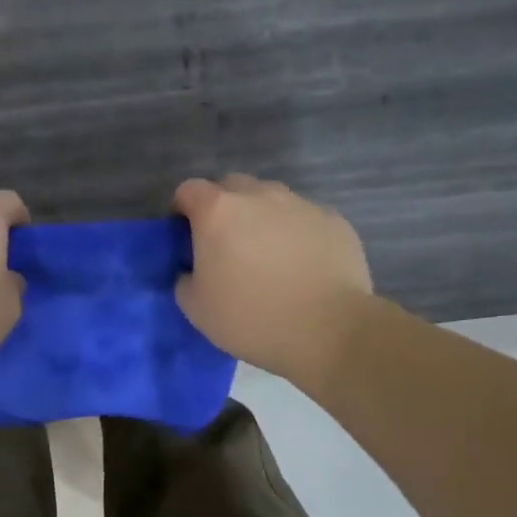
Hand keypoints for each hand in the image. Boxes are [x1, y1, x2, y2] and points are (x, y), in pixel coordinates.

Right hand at [173, 175, 371, 384]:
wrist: (329, 330)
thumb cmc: (251, 318)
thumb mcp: (196, 309)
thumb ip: (185, 279)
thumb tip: (193, 271)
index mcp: (218, 211)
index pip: (189, 190)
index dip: (182, 210)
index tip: (186, 236)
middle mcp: (259, 195)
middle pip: (232, 186)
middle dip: (223, 208)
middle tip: (226, 245)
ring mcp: (300, 204)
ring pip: (271, 199)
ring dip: (261, 218)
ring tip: (268, 256)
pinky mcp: (334, 220)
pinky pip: (304, 218)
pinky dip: (296, 233)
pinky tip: (302, 266)